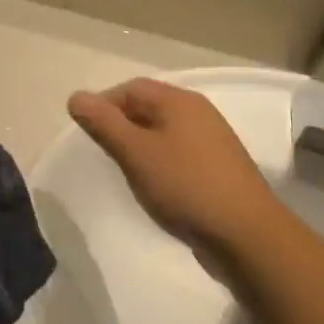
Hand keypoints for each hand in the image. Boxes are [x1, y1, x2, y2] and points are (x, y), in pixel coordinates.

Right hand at [67, 79, 284, 247]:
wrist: (247, 236)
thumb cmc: (185, 186)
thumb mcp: (135, 152)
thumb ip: (103, 123)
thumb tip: (76, 96)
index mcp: (179, 101)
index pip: (130, 87)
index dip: (103, 104)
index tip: (88, 134)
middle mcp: (198, 112)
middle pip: (148, 106)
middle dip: (120, 125)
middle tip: (104, 153)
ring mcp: (212, 140)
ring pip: (164, 131)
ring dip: (140, 145)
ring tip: (127, 171)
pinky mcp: (219, 167)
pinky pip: (179, 152)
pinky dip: (160, 161)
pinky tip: (155, 185)